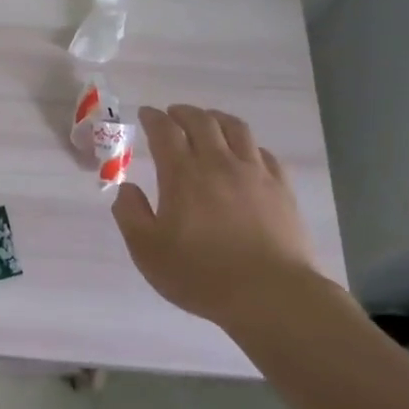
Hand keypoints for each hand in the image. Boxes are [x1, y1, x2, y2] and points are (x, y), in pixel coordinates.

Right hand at [112, 105, 316, 326]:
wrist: (270, 295)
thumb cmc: (201, 275)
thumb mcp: (147, 251)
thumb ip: (130, 214)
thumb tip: (127, 188)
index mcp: (183, 175)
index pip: (165, 131)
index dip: (153, 118)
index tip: (145, 114)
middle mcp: (219, 163)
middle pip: (202, 121)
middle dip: (183, 112)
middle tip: (172, 114)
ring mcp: (254, 173)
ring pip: (236, 129)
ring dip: (216, 118)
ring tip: (207, 121)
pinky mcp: (281, 188)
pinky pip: (264, 153)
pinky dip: (247, 144)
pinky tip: (244, 153)